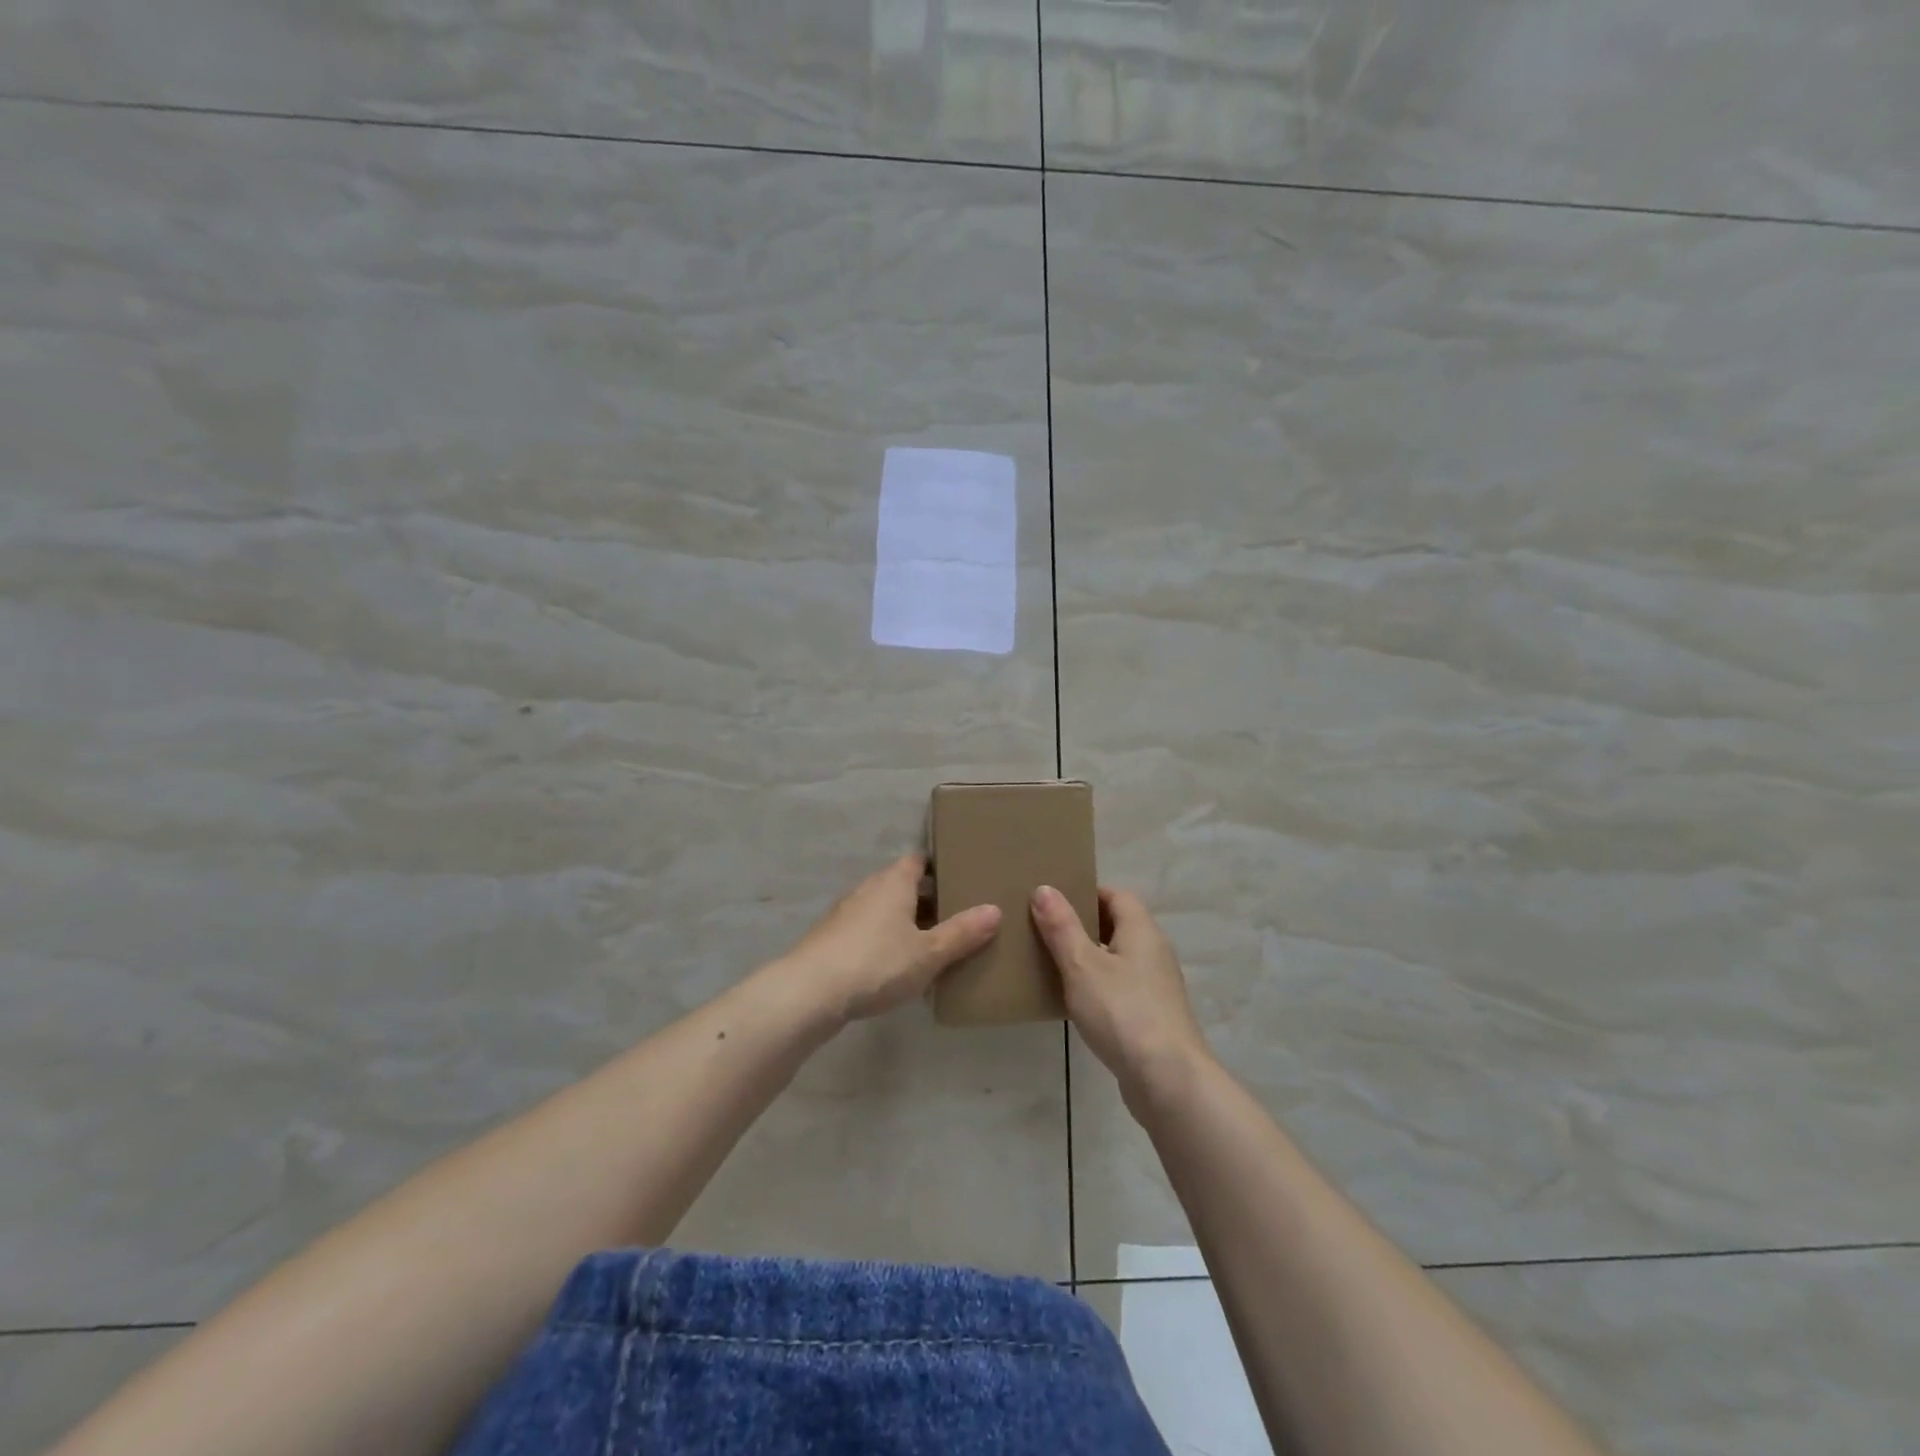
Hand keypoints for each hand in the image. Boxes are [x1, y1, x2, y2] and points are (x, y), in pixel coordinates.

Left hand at [777, 854, 1001, 1026]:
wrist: (808, 993)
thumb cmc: (876, 963)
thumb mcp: (928, 953)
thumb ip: (962, 933)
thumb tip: (995, 910)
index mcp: (894, 882)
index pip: (919, 860)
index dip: (939, 866)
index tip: (962, 877)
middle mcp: (869, 889)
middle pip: (903, 884)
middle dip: (927, 898)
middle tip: (958, 916)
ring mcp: (846, 914)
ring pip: (885, 909)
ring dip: (905, 922)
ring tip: (933, 944)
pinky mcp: (832, 939)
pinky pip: (868, 931)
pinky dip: (885, 941)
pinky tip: (897, 967)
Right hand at [1031, 884, 1211, 1111]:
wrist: (1168, 1080)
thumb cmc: (1123, 1012)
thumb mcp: (1082, 965)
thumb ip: (1061, 927)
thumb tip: (1044, 888)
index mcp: (1142, 931)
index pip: (1116, 895)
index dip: (1087, 891)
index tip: (1054, 900)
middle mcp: (1154, 952)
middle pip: (1117, 925)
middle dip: (1082, 924)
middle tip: (1044, 929)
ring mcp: (1156, 986)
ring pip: (1117, 959)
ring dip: (1088, 957)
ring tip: (1050, 962)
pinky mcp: (1152, 1016)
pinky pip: (1120, 988)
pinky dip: (1097, 986)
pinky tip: (1072, 1001)